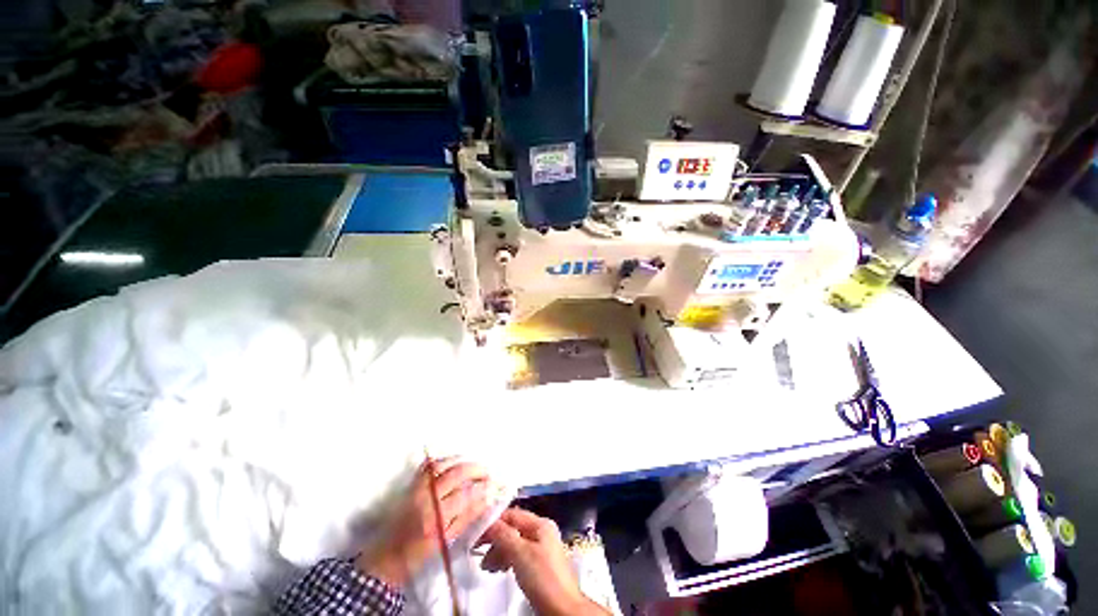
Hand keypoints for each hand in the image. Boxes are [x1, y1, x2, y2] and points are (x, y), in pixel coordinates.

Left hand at [356, 459, 490, 587]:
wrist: (386, 558)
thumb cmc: (418, 555)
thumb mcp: (446, 540)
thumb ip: (467, 517)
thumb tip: (487, 499)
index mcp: (437, 517)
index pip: (466, 493)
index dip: (483, 486)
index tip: (495, 484)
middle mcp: (427, 498)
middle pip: (456, 473)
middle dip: (476, 469)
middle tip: (488, 472)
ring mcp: (417, 488)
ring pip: (442, 464)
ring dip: (461, 460)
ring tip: (474, 464)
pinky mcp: (410, 485)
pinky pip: (427, 466)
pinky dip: (442, 460)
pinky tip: (452, 461)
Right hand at [480, 508, 609, 615]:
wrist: (563, 609)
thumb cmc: (543, 577)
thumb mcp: (521, 553)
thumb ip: (504, 535)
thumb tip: (489, 523)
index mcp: (541, 524)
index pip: (513, 515)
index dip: (494, 522)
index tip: (476, 533)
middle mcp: (542, 532)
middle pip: (513, 529)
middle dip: (496, 540)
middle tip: (480, 554)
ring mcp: (542, 549)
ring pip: (515, 543)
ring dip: (499, 552)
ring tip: (488, 567)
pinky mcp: (540, 565)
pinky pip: (519, 556)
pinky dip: (507, 560)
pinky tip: (500, 569)